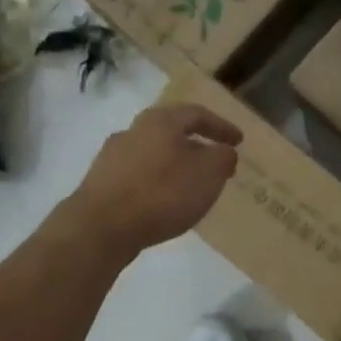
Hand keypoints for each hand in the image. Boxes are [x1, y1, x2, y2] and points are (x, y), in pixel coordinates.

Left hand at [68, 103, 242, 259]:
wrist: (102, 226)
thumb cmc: (163, 193)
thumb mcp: (209, 173)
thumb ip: (223, 158)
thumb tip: (223, 152)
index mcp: (160, 120)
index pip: (197, 114)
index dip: (221, 127)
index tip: (239, 141)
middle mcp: (133, 131)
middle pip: (171, 132)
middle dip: (196, 146)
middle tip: (214, 162)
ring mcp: (112, 157)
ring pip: (154, 155)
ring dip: (175, 166)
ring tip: (191, 186)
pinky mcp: (101, 183)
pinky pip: (139, 177)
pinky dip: (157, 184)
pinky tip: (165, 203)